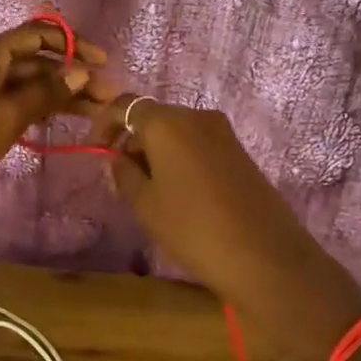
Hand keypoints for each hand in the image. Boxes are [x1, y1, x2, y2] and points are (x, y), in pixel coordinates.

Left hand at [0, 22, 103, 246]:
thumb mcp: (7, 118)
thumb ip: (46, 92)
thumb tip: (81, 71)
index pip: (36, 34)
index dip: (72, 44)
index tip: (102, 63)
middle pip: (34, 60)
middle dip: (70, 75)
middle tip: (106, 99)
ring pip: (26, 81)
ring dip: (58, 93)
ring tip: (95, 112)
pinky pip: (13, 97)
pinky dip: (38, 105)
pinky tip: (62, 118)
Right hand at [86, 95, 360, 360]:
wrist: (265, 256)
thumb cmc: (193, 227)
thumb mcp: (146, 204)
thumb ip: (124, 174)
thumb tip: (119, 158)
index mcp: (167, 122)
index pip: (125, 105)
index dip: (104, 123)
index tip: (96, 149)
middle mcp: (196, 116)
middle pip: (154, 118)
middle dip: (133, 141)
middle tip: (121, 179)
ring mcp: (223, 133)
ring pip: (177, 132)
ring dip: (157, 152)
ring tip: (148, 192)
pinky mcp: (240, 152)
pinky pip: (199, 145)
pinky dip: (181, 159)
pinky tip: (179, 194)